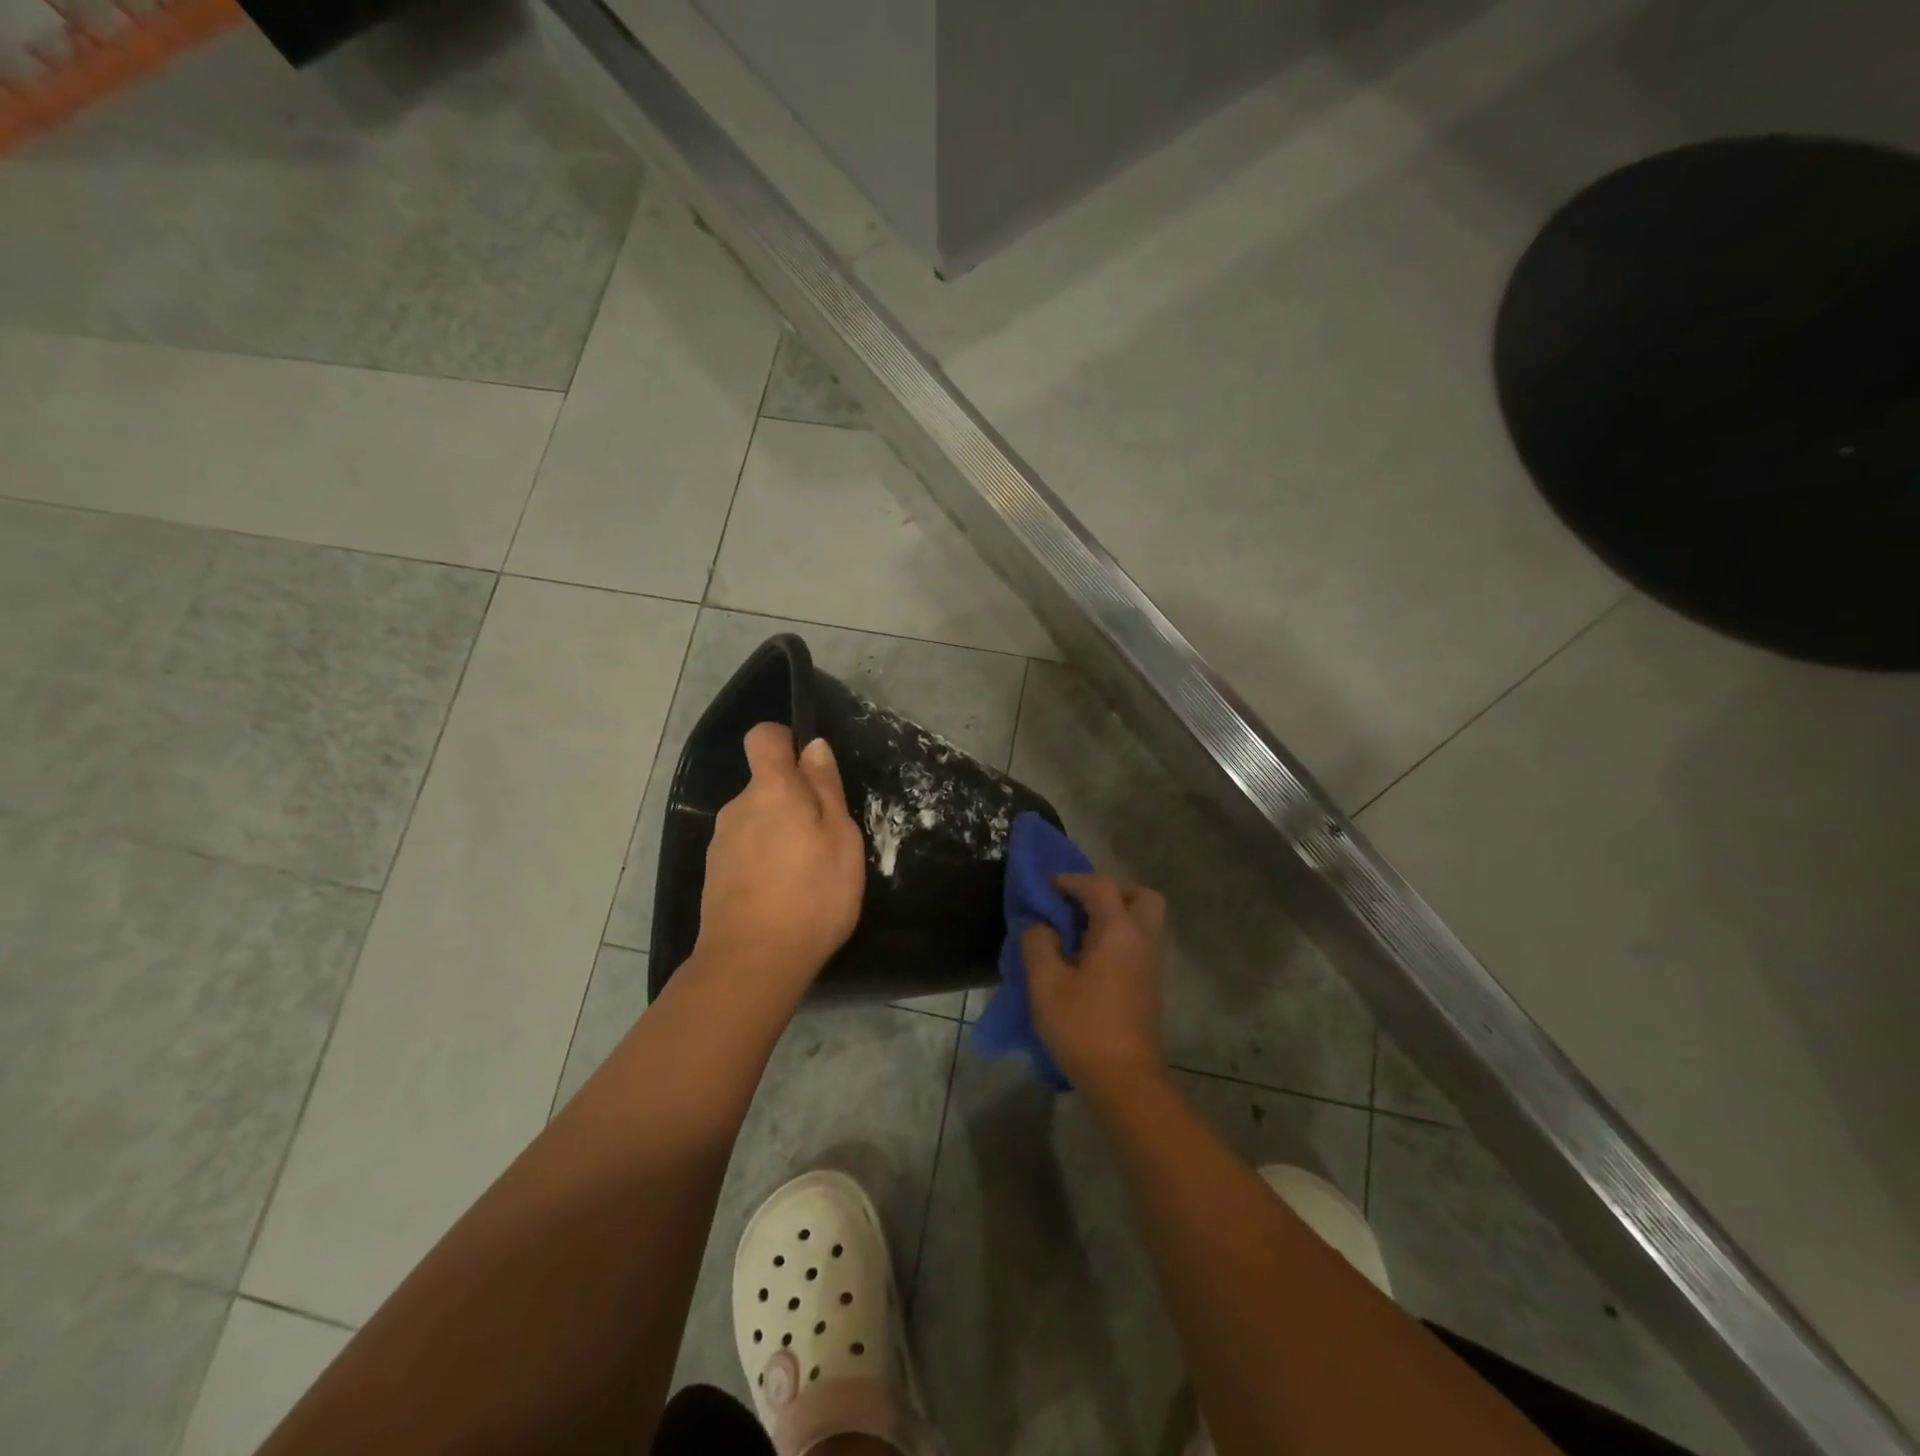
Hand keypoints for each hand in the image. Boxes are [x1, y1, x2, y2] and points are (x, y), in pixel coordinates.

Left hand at [691, 724, 865, 1001]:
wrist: (752, 963)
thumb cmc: (811, 894)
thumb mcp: (840, 838)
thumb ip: (825, 788)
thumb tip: (814, 747)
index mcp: (770, 789)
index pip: (764, 737)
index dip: (786, 741)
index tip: (811, 769)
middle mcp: (737, 807)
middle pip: (765, 784)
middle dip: (793, 799)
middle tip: (826, 838)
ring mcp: (721, 843)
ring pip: (757, 820)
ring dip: (780, 833)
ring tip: (807, 872)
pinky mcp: (714, 876)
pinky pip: (746, 851)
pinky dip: (765, 861)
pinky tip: (784, 894)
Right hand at [1024, 873, 1167, 1096]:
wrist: (1125, 1081)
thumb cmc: (1083, 1027)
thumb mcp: (1045, 984)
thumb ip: (1038, 943)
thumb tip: (1041, 925)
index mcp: (1119, 931)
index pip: (1100, 886)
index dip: (1071, 880)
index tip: (1046, 888)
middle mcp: (1142, 939)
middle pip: (1139, 895)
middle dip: (1109, 891)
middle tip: (1078, 905)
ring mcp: (1151, 963)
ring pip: (1142, 919)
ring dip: (1113, 913)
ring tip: (1077, 931)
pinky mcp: (1150, 983)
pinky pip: (1138, 941)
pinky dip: (1117, 935)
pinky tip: (1088, 956)